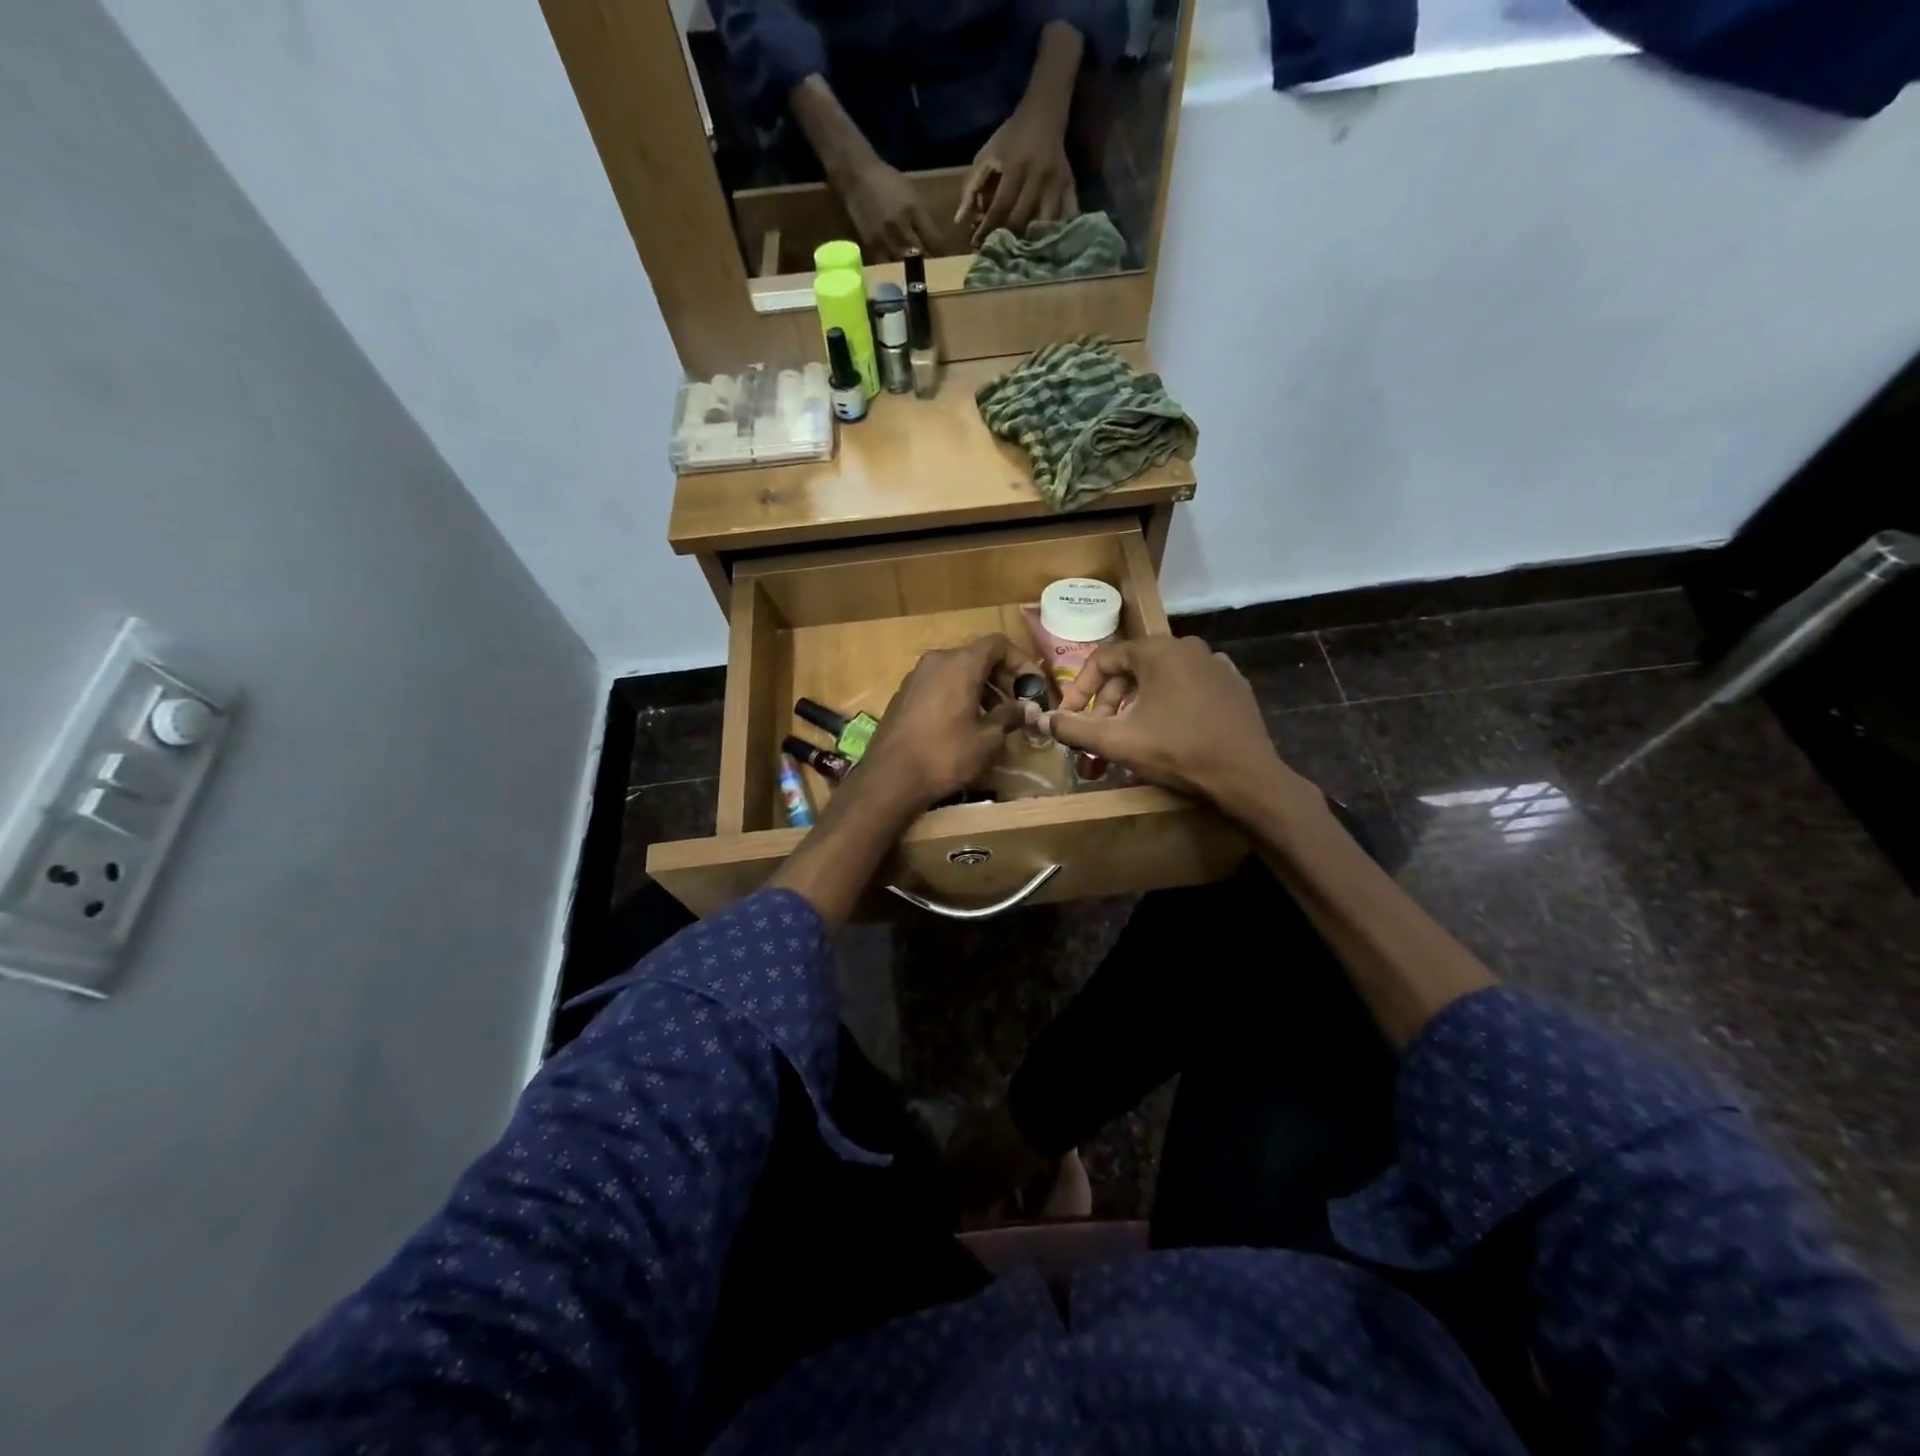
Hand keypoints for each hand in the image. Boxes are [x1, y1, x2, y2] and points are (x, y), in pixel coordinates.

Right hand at [839, 157, 939, 260]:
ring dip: (910, 267)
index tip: (945, 256)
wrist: (856, 175)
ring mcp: (884, 238)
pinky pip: (886, 263)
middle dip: (927, 261)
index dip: (942, 251)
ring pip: (903, 263)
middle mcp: (899, 226)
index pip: (934, 240)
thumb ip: (923, 217)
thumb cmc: (886, 181)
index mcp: (913, 210)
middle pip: (919, 255)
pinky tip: (895, 264)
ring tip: (914, 268)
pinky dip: (893, 266)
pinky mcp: (870, 246)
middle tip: (932, 266)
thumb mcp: (911, 192)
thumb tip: (936, 241)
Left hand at [853, 634, 1038, 814]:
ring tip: (995, 719)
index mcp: (960, 663)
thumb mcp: (988, 739)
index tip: (1032, 687)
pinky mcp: (904, 695)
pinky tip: (966, 725)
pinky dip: (959, 696)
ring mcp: (916, 677)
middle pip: (977, 656)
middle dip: (1002, 678)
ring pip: (957, 672)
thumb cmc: (945, 754)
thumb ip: (1010, 716)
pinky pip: (940, 685)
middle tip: (1018, 705)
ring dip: (981, 689)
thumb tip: (1026, 708)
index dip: (1020, 662)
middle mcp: (936, 661)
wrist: (890, 778)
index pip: (998, 644)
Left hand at [958, 106, 1077, 247]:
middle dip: (1007, 239)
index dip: (988, 229)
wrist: (1045, 113)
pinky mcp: (1070, 188)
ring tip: (1020, 255)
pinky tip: (1047, 246)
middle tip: (996, 253)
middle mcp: (1038, 178)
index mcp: (1016, 168)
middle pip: (1022, 220)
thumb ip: (971, 186)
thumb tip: (960, 219)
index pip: (1000, 207)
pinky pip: (1067, 217)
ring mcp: (1057, 185)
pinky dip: (1057, 233)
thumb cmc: (1012, 136)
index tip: (977, 245)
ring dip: (1032, 242)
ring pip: (1045, 224)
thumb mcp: (987, 154)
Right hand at [1042, 637, 1312, 813]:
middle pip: (1132, 670)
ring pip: (1159, 680)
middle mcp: (1188, 646)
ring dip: (1135, 707)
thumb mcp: (1117, 741)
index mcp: (1158, 650)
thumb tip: (1042, 719)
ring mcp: (1216, 665)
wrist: (1245, 777)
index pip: (1103, 659)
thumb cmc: (1177, 751)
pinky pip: (1187, 688)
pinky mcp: (1234, 686)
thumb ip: (1074, 728)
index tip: (1069, 718)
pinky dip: (1168, 705)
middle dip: (1108, 704)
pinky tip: (1164, 732)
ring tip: (1127, 738)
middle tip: (1098, 736)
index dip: (1080, 689)